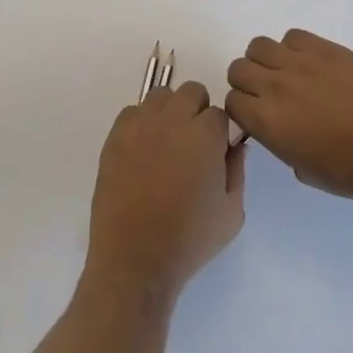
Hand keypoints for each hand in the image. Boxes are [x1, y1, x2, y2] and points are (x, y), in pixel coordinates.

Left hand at [84, 81, 244, 306]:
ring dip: (169, 112)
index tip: (216, 153)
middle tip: (193, 144)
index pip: (220, 113)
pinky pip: (132, 112)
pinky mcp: (116, 137)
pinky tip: (142, 151)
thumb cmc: (189, 239)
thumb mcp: (232, 212)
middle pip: (192, 92)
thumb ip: (237, 170)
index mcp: (205, 134)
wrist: (135, 260)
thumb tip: (234, 145)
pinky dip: (141, 123)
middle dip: (197, 111)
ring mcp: (141, 125)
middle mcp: (174, 120)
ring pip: (161, 96)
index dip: (220, 133)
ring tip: (166, 143)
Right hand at [224, 29, 352, 202]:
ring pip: (259, 46)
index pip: (231, 101)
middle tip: (270, 93)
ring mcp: (299, 62)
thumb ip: (280, 143)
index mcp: (266, 122)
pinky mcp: (324, 47)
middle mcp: (274, 86)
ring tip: (289, 73)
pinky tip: (313, 64)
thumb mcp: (303, 169)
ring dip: (267, 60)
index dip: (243, 108)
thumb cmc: (349, 171)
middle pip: (239, 68)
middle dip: (249, 81)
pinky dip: (295, 48)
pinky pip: (293, 36)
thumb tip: (282, 128)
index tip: (256, 114)